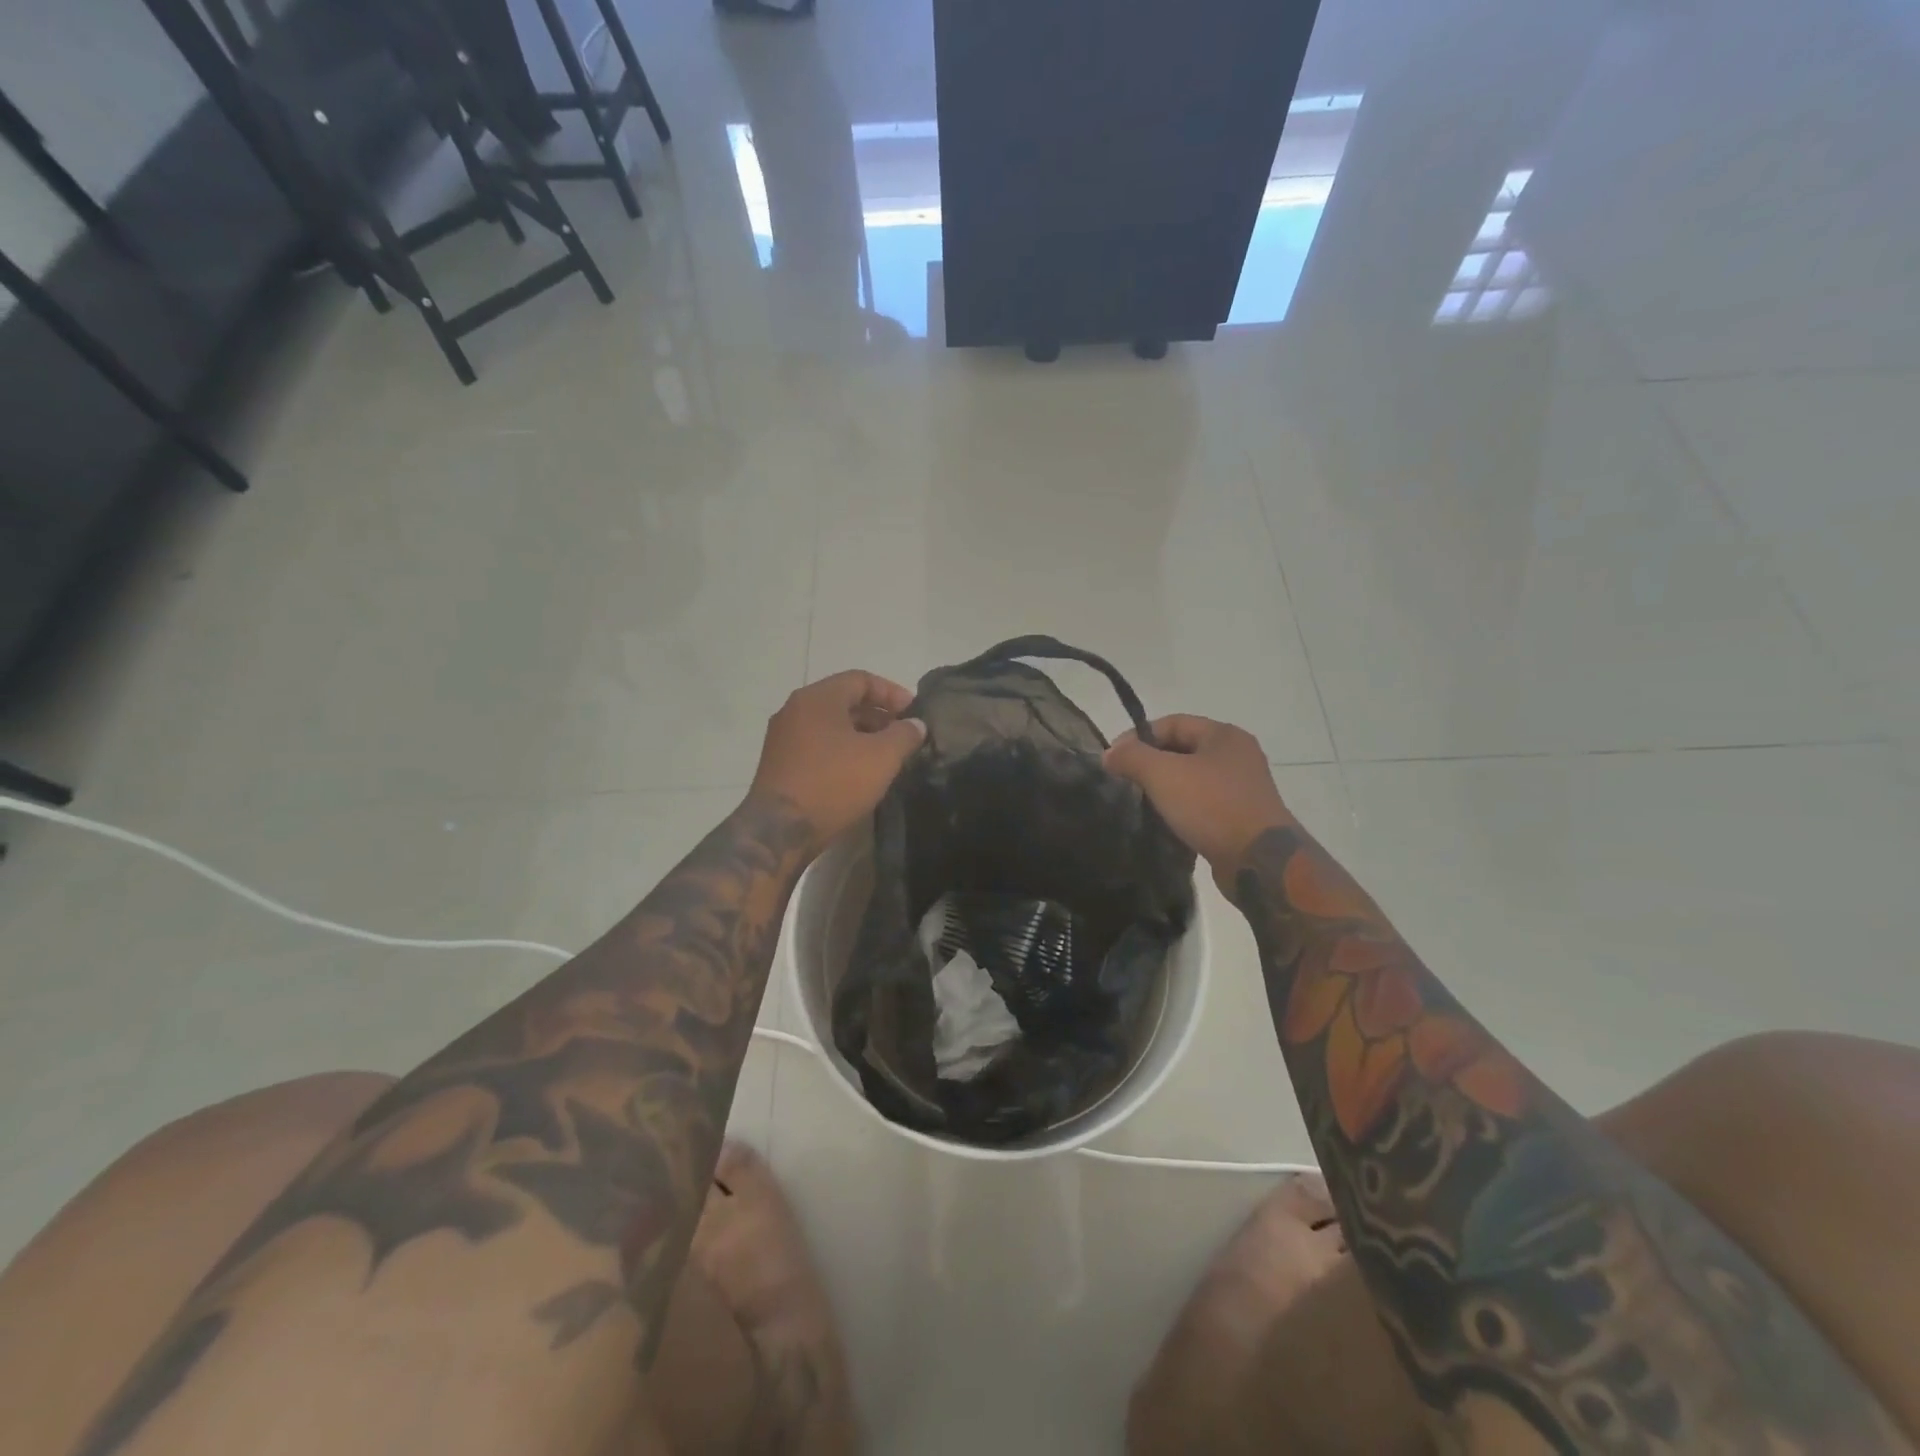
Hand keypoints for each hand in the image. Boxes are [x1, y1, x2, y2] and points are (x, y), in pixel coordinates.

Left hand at [746, 671, 925, 849]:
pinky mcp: (779, 763)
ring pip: (830, 725)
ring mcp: (783, 737)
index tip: (914, 713)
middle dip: (878, 715)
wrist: (779, 831)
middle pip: (844, 701)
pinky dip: (841, 750)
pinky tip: (858, 772)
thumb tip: (916, 724)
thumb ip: (904, 735)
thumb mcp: (881, 758)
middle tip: (903, 735)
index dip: (892, 693)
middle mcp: (795, 709)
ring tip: (886, 756)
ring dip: (860, 735)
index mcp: (818, 698)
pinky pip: (817, 745)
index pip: (860, 679)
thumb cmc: (833, 783)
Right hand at [1104, 715, 1292, 885]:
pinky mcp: (1242, 816)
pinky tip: (1164, 822)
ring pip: (1192, 778)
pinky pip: (1203, 803)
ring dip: (1165, 787)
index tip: (1113, 759)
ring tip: (1140, 802)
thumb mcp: (1163, 774)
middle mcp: (1237, 755)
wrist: (1259, 860)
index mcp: (1224, 735)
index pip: (1171, 723)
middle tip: (1123, 781)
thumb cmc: (1212, 806)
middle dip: (1150, 762)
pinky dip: (1182, 808)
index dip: (1138, 736)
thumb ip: (1132, 757)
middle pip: (1182, 749)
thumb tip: (1109, 753)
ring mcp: (1243, 787)